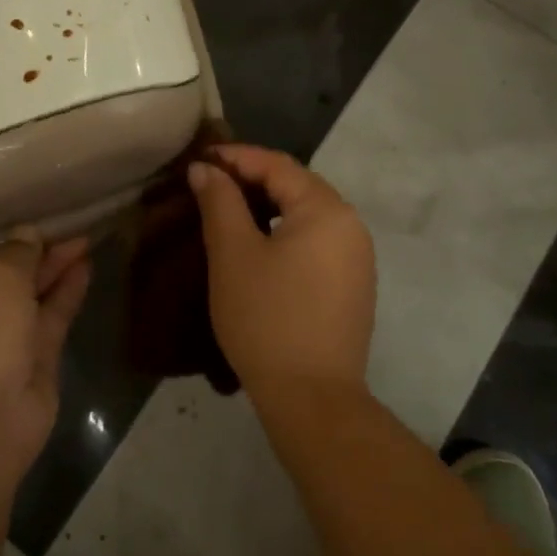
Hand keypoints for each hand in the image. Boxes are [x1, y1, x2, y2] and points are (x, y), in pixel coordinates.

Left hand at [0, 231, 91, 486]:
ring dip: (49, 267)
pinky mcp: (33, 359)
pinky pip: (51, 315)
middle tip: (49, 221)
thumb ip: (16, 252)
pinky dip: (67, 290)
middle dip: (17, 251)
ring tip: (79, 234)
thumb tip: (27, 235)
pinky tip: (86, 262)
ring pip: (26, 295)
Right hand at [188, 145, 375, 402]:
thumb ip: (219, 202)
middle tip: (209, 182)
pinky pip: (316, 239)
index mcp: (326, 209)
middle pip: (296, 185)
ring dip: (268, 204)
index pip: (277, 165)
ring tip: (228, 209)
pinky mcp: (353, 285)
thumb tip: (205, 169)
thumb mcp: (233, 254)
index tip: (199, 159)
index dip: (235, 157)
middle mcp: (351, 224)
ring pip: (306, 213)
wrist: (312, 399)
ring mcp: (357, 257)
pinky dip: (285, 230)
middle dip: (251, 178)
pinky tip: (259, 243)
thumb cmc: (267, 318)